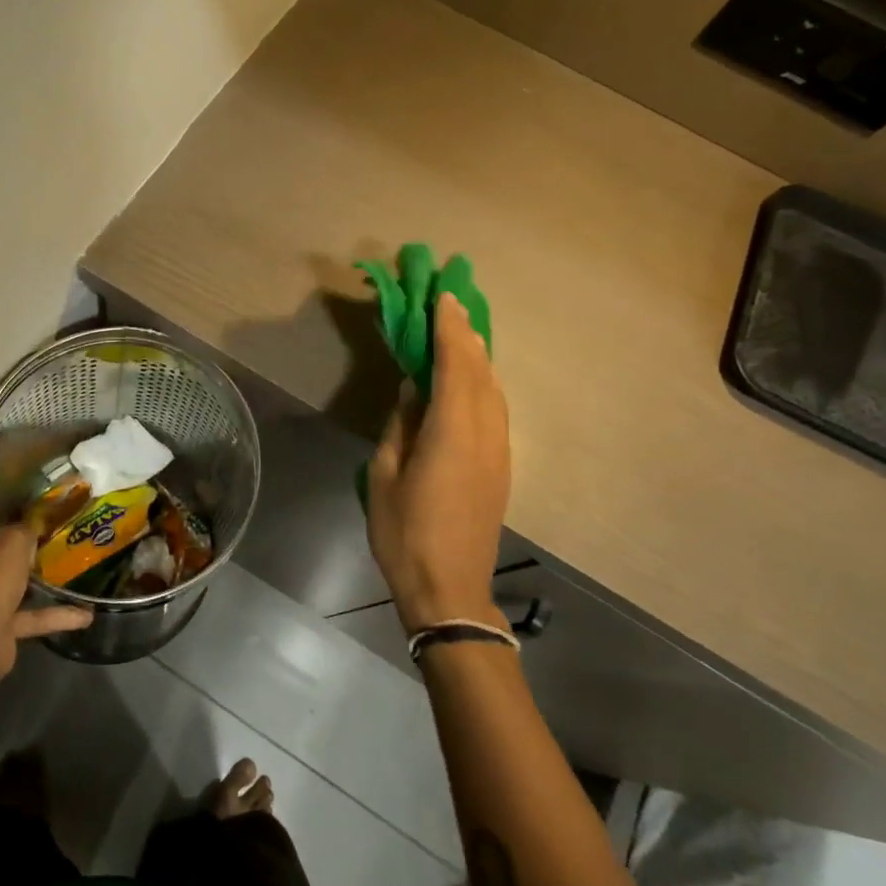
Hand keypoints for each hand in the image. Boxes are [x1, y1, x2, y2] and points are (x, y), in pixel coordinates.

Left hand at [0, 480, 93, 683]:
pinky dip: (53, 613)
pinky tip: (87, 614)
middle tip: (53, 507)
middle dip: (19, 526)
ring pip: (8, 576)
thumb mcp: (13, 539)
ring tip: (69, 554)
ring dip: (35, 572)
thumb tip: (37, 521)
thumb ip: (28, 526)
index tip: (22, 468)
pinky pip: (27, 614)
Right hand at [367, 292, 510, 633]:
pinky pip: (496, 409)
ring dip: (479, 356)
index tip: (442, 296)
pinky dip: (484, 382)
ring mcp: (499, 451)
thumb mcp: (384, 475)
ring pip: (495, 390)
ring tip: (463, 330)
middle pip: (482, 371)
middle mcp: (485, 434)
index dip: (449, 329)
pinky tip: (472, 377)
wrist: (450, 589)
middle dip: (468, 333)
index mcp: (452, 432)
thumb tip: (413, 390)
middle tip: (453, 301)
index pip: (456, 365)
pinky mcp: (501, 465)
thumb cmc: (405, 532)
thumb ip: (401, 426)